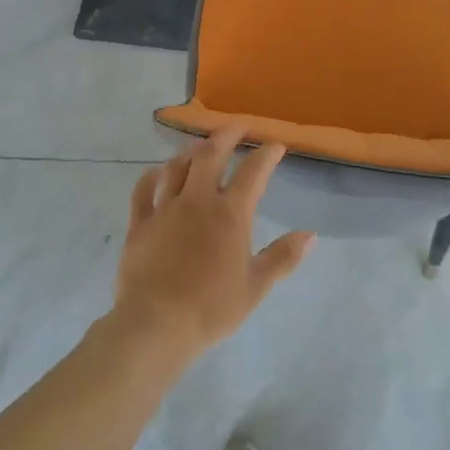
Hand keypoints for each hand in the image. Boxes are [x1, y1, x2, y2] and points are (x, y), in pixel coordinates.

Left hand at [111, 127, 314, 365]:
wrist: (157, 323)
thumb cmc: (212, 308)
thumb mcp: (256, 286)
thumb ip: (283, 257)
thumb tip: (310, 234)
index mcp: (230, 214)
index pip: (253, 173)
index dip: (267, 155)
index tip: (276, 144)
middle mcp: (197, 201)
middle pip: (211, 155)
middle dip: (226, 135)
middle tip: (236, 126)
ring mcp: (165, 209)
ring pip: (177, 167)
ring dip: (191, 151)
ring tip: (199, 144)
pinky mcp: (139, 223)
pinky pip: (143, 190)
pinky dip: (151, 176)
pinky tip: (156, 171)